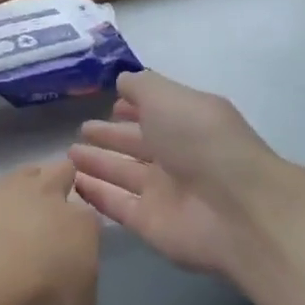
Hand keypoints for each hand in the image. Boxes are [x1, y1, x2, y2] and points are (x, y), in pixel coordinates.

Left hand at [0, 161, 100, 304]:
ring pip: (19, 175)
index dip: (83, 232)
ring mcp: (3, 189)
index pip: (90, 217)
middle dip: (59, 185)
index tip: (74, 250)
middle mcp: (46, 194)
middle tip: (48, 215)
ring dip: (18, 193)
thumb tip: (71, 292)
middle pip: (61, 172)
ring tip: (8, 222)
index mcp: (81, 223)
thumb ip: (78, 298)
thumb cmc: (38, 300)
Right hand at [69, 70, 283, 277]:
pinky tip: (73, 183)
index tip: (110, 102)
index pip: (155, 112)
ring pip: (123, 174)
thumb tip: (121, 81)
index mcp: (187, 121)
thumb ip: (142, 87)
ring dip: (98, 163)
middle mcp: (177, 155)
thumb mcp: (169, 97)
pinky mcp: (150, 223)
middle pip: (137, 144)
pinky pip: (116, 205)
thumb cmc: (202, 140)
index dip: (133, 106)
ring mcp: (164, 192)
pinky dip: (96, 194)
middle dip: (111, 136)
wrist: (236, 209)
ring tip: (68, 154)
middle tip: (81, 130)